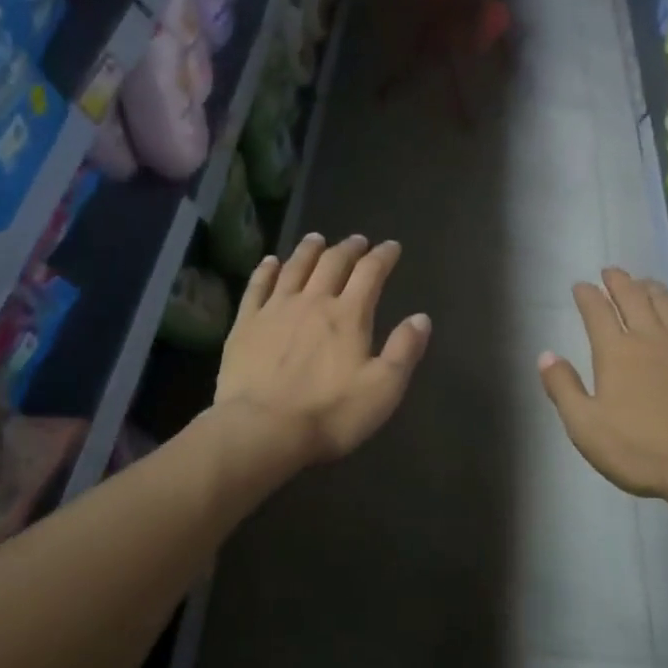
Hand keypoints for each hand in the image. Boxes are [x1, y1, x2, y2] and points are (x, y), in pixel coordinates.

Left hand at [215, 233, 431, 468]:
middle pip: (332, 263)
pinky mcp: (246, 324)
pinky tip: (270, 261)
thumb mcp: (383, 388)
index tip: (392, 247)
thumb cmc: (330, 413)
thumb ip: (404, 350)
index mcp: (349, 315)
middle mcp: (313, 301)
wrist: (262, 429)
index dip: (383, 256)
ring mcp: (275, 309)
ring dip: (309, 250)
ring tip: (317, 238)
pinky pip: (257, 286)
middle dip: (349, 248)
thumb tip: (421, 318)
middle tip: (357, 240)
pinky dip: (266, 269)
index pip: (370, 273)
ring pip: (295, 267)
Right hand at [538, 268, 667, 503]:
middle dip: (618, 281)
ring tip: (643, 282)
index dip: (587, 295)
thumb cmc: (640, 449)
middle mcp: (650, 336)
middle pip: (633, 297)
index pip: (596, 311)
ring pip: (666, 302)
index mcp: (616, 351)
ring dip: (651, 287)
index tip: (580, 286)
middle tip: (611, 272)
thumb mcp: (585, 426)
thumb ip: (563, 388)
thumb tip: (546, 355)